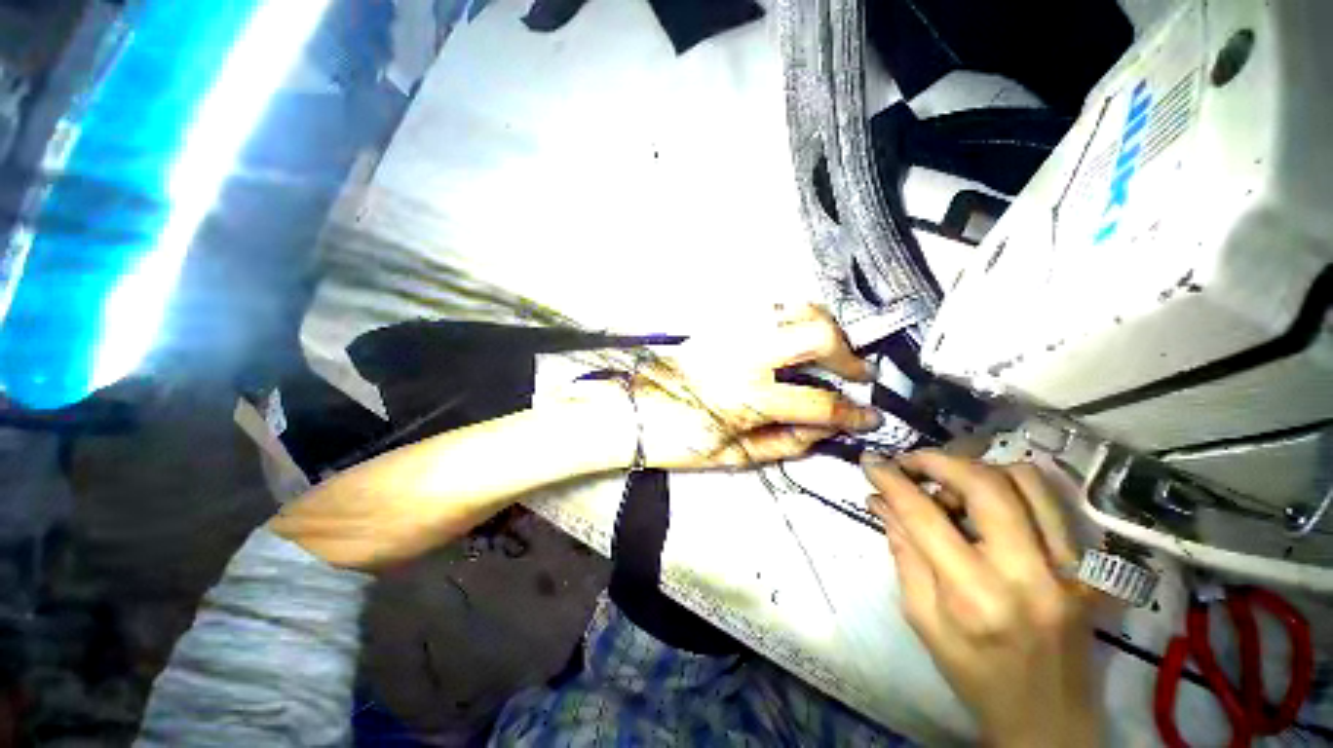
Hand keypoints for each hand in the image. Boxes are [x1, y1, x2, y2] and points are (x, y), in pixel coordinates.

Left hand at [609, 304, 883, 469]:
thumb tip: (824, 430)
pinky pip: (769, 307)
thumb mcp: (732, 456)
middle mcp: (744, 355)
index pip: (818, 402)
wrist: (632, 410)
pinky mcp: (720, 322)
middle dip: (847, 354)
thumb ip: (784, 443)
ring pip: (795, 308)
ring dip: (823, 327)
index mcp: (747, 397)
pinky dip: (793, 316)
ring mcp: (731, 331)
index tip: (870, 415)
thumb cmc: (677, 440)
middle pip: (816, 334)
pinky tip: (794, 335)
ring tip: (829, 350)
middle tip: (855, 372)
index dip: (852, 412)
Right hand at [862, 450, 1098, 747]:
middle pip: (984, 484)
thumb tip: (880, 500)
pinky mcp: (1089, 566)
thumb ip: (903, 551)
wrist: (1050, 720)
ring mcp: (1069, 568)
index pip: (925, 517)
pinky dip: (1010, 485)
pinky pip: (1050, 501)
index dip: (893, 480)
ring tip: (950, 485)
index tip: (871, 460)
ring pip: (1025, 480)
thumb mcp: (922, 618)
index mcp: (976, 597)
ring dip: (976, 469)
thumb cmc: (974, 675)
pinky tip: (987, 499)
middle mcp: (1029, 574)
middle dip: (937, 461)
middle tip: (910, 463)